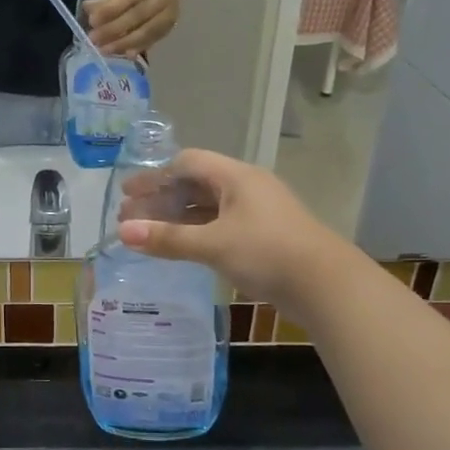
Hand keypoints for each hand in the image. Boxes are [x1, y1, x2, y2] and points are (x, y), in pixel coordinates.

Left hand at [84, 0, 181, 55]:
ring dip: (124, 43)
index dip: (111, 9)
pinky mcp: (171, 27)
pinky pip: (153, 40)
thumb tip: (87, 8)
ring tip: (105, 50)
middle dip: (114, 29)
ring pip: (147, 31)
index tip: (92, 21)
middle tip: (94, 39)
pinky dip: (138, 48)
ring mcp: (171, 14)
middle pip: (138, 16)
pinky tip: (125, 55)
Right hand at [118, 150, 352, 321]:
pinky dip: (197, 232)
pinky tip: (182, 247)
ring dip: (178, 218)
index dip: (156, 176)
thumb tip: (123, 231)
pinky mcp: (264, 237)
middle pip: (196, 185)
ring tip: (148, 234)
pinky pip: (221, 225)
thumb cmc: (267, 253)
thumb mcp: (213, 245)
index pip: (188, 163)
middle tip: (130, 217)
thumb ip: (168, 239)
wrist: (327, 286)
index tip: (129, 194)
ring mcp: (257, 213)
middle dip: (161, 199)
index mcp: (236, 177)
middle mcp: (247, 187)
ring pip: (208, 208)